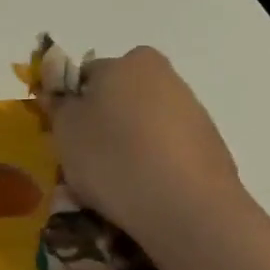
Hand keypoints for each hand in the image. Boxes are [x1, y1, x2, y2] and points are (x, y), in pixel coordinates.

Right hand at [41, 47, 244, 251]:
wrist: (187, 207)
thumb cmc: (113, 157)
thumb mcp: (65, 130)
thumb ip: (59, 105)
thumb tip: (63, 95)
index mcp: (129, 62)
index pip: (87, 75)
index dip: (71, 103)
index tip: (64, 133)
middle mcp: (165, 76)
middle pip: (119, 98)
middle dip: (102, 123)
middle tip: (85, 159)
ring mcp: (193, 111)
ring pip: (143, 125)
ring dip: (126, 146)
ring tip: (113, 183)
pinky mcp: (210, 146)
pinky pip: (166, 150)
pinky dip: (152, 164)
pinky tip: (142, 191)